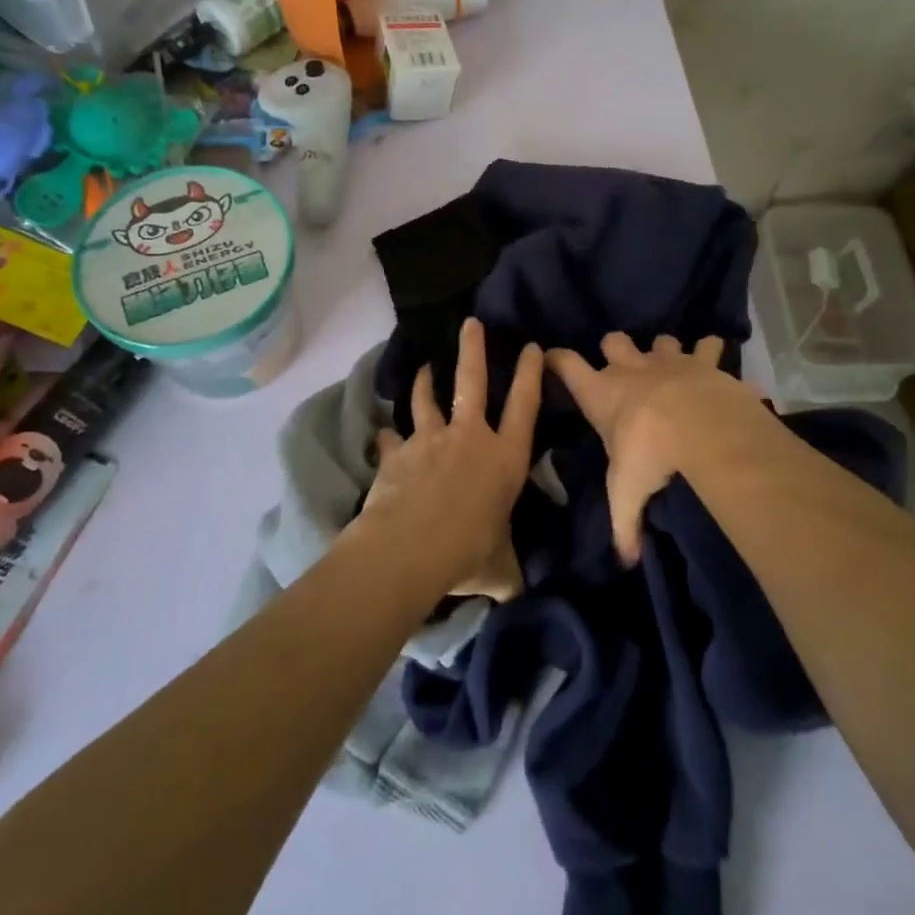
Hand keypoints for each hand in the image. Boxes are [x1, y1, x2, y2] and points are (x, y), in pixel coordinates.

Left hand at [357, 317, 542, 599]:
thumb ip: (510, 572)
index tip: (533, 347)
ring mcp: (430, 440)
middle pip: (472, 381)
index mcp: (505, 459)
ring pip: (428, 399)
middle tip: (470, 322)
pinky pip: (393, 438)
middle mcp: (470, 438)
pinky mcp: (398, 453)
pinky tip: (382, 434)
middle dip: (473, 350)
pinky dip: (388, 436)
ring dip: (425, 381)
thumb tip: (519, 592)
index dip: (531, 374)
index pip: (525, 406)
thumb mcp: (500, 569)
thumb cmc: (468, 553)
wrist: (409, 549)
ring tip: (424, 366)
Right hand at [546, 333, 761, 565]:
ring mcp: (669, 361)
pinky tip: (715, 361)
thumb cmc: (650, 455)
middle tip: (623, 367)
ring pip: (660, 339)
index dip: (557, 359)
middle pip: (613, 340)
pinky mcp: (704, 363)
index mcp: (602, 395)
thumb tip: (626, 561)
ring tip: (671, 366)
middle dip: (615, 349)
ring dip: (664, 350)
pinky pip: (708, 346)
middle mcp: (632, 370)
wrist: (704, 428)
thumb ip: (624, 525)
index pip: (567, 366)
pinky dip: (710, 352)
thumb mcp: (628, 494)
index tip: (550, 357)